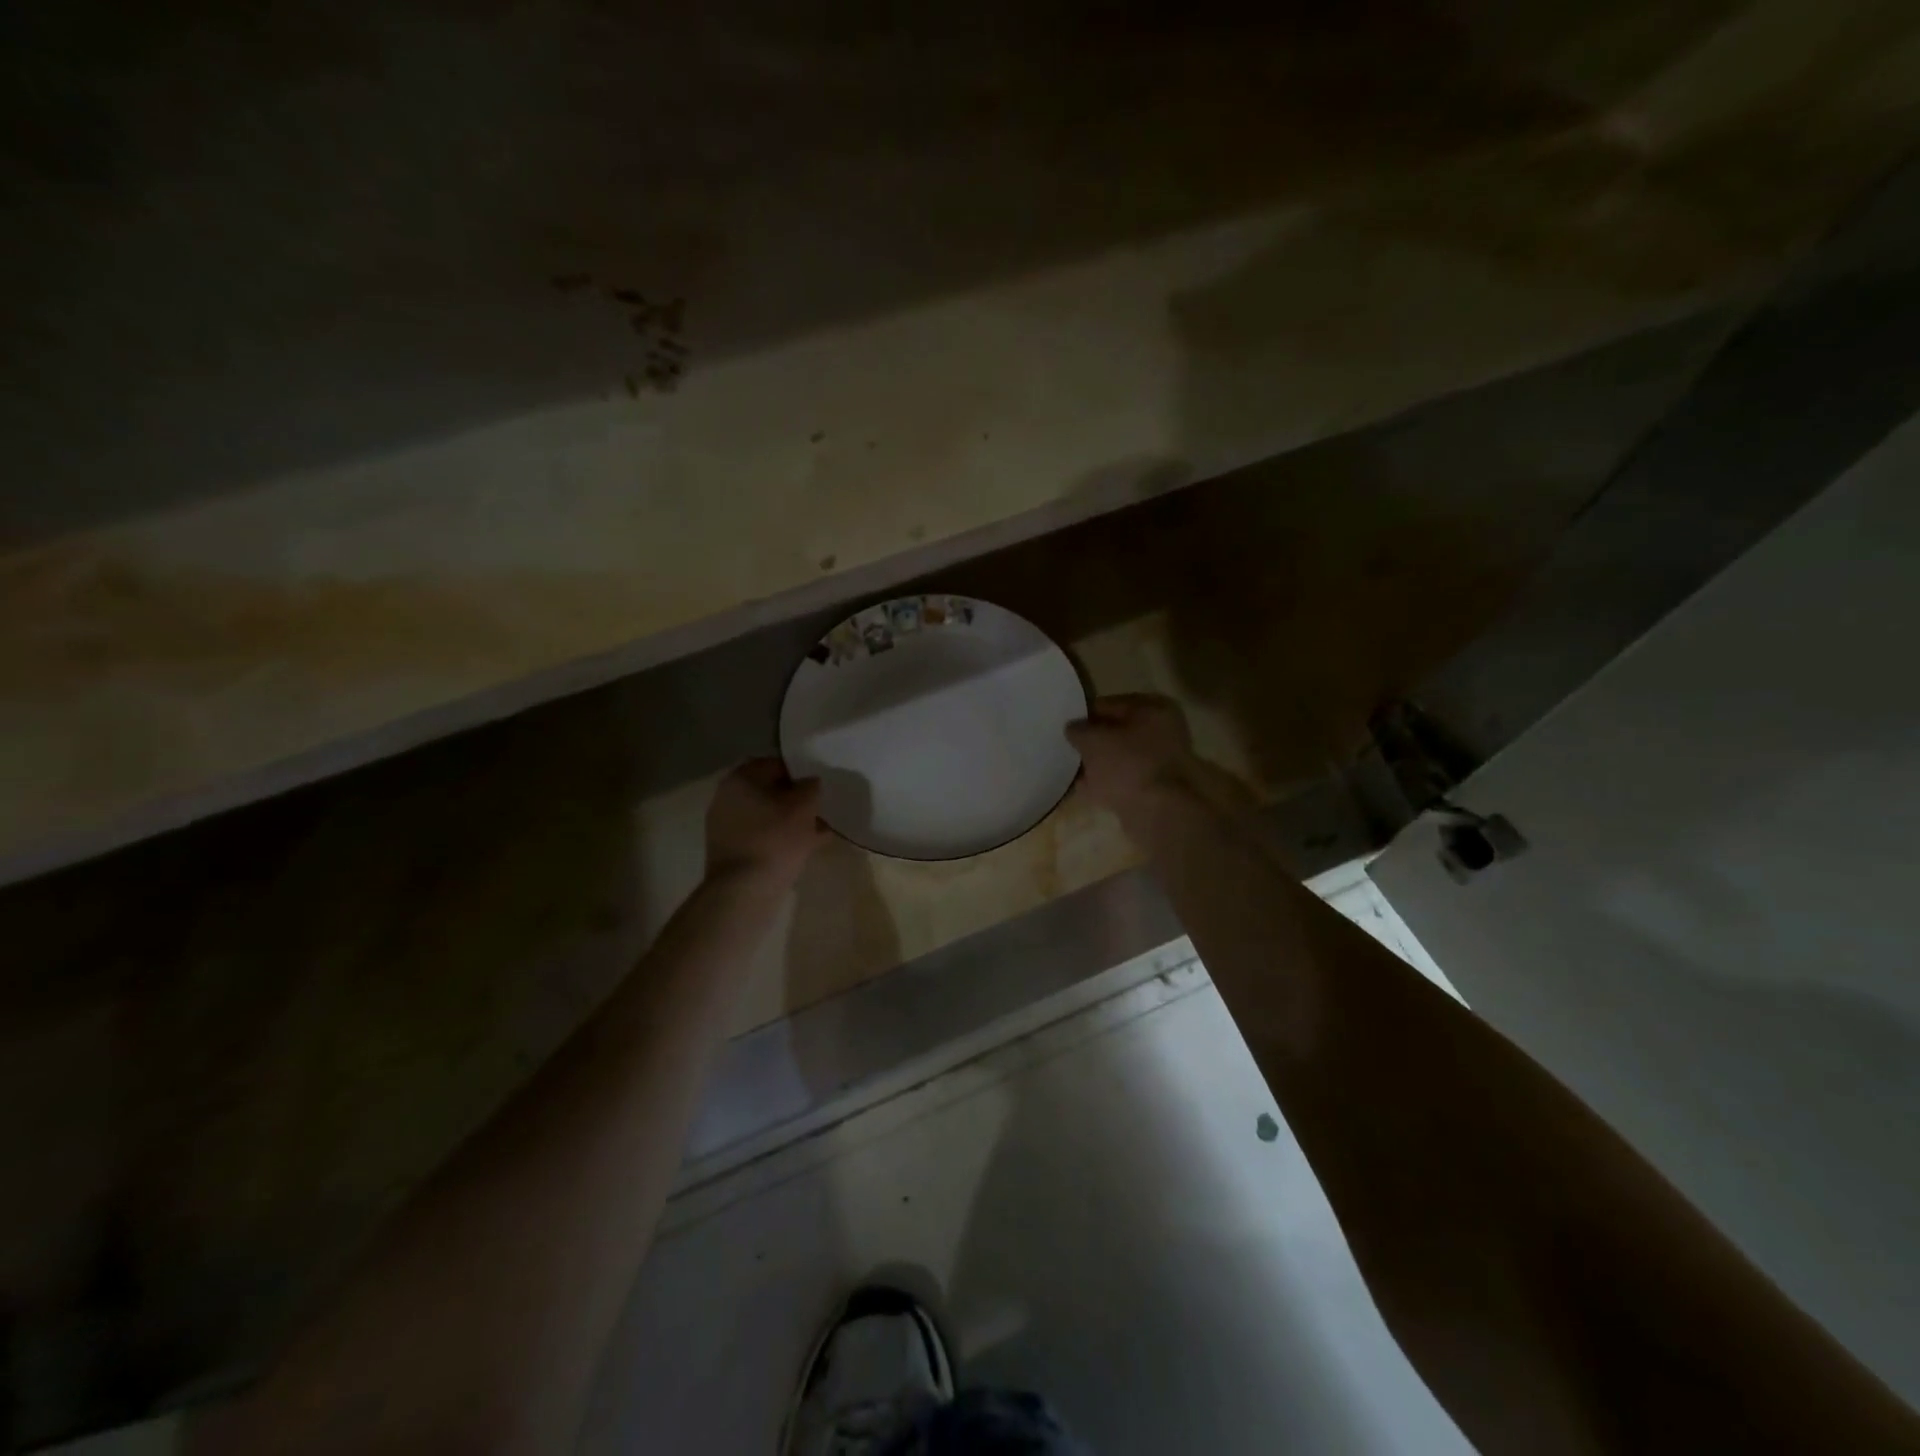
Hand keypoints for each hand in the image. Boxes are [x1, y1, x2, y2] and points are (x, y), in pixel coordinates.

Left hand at [705, 759, 826, 885]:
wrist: (743, 891)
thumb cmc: (775, 839)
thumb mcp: (804, 806)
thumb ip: (811, 787)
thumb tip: (810, 783)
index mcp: (741, 778)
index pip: (775, 764)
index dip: (801, 773)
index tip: (819, 786)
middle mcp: (727, 797)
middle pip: (770, 791)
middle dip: (796, 800)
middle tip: (821, 809)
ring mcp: (725, 825)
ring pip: (768, 816)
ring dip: (792, 821)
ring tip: (820, 831)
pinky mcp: (729, 850)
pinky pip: (762, 836)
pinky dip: (781, 839)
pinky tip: (806, 848)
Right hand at [1065, 694, 1200, 821]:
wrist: (1159, 812)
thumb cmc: (1128, 764)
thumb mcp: (1093, 740)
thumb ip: (1078, 730)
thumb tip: (1072, 728)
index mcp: (1154, 709)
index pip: (1110, 704)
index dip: (1085, 714)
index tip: (1065, 726)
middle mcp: (1163, 731)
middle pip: (1117, 732)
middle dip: (1093, 741)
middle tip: (1067, 748)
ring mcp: (1161, 763)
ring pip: (1120, 758)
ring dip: (1098, 764)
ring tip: (1071, 769)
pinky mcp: (1155, 790)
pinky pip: (1123, 780)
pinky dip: (1105, 783)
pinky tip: (1083, 789)